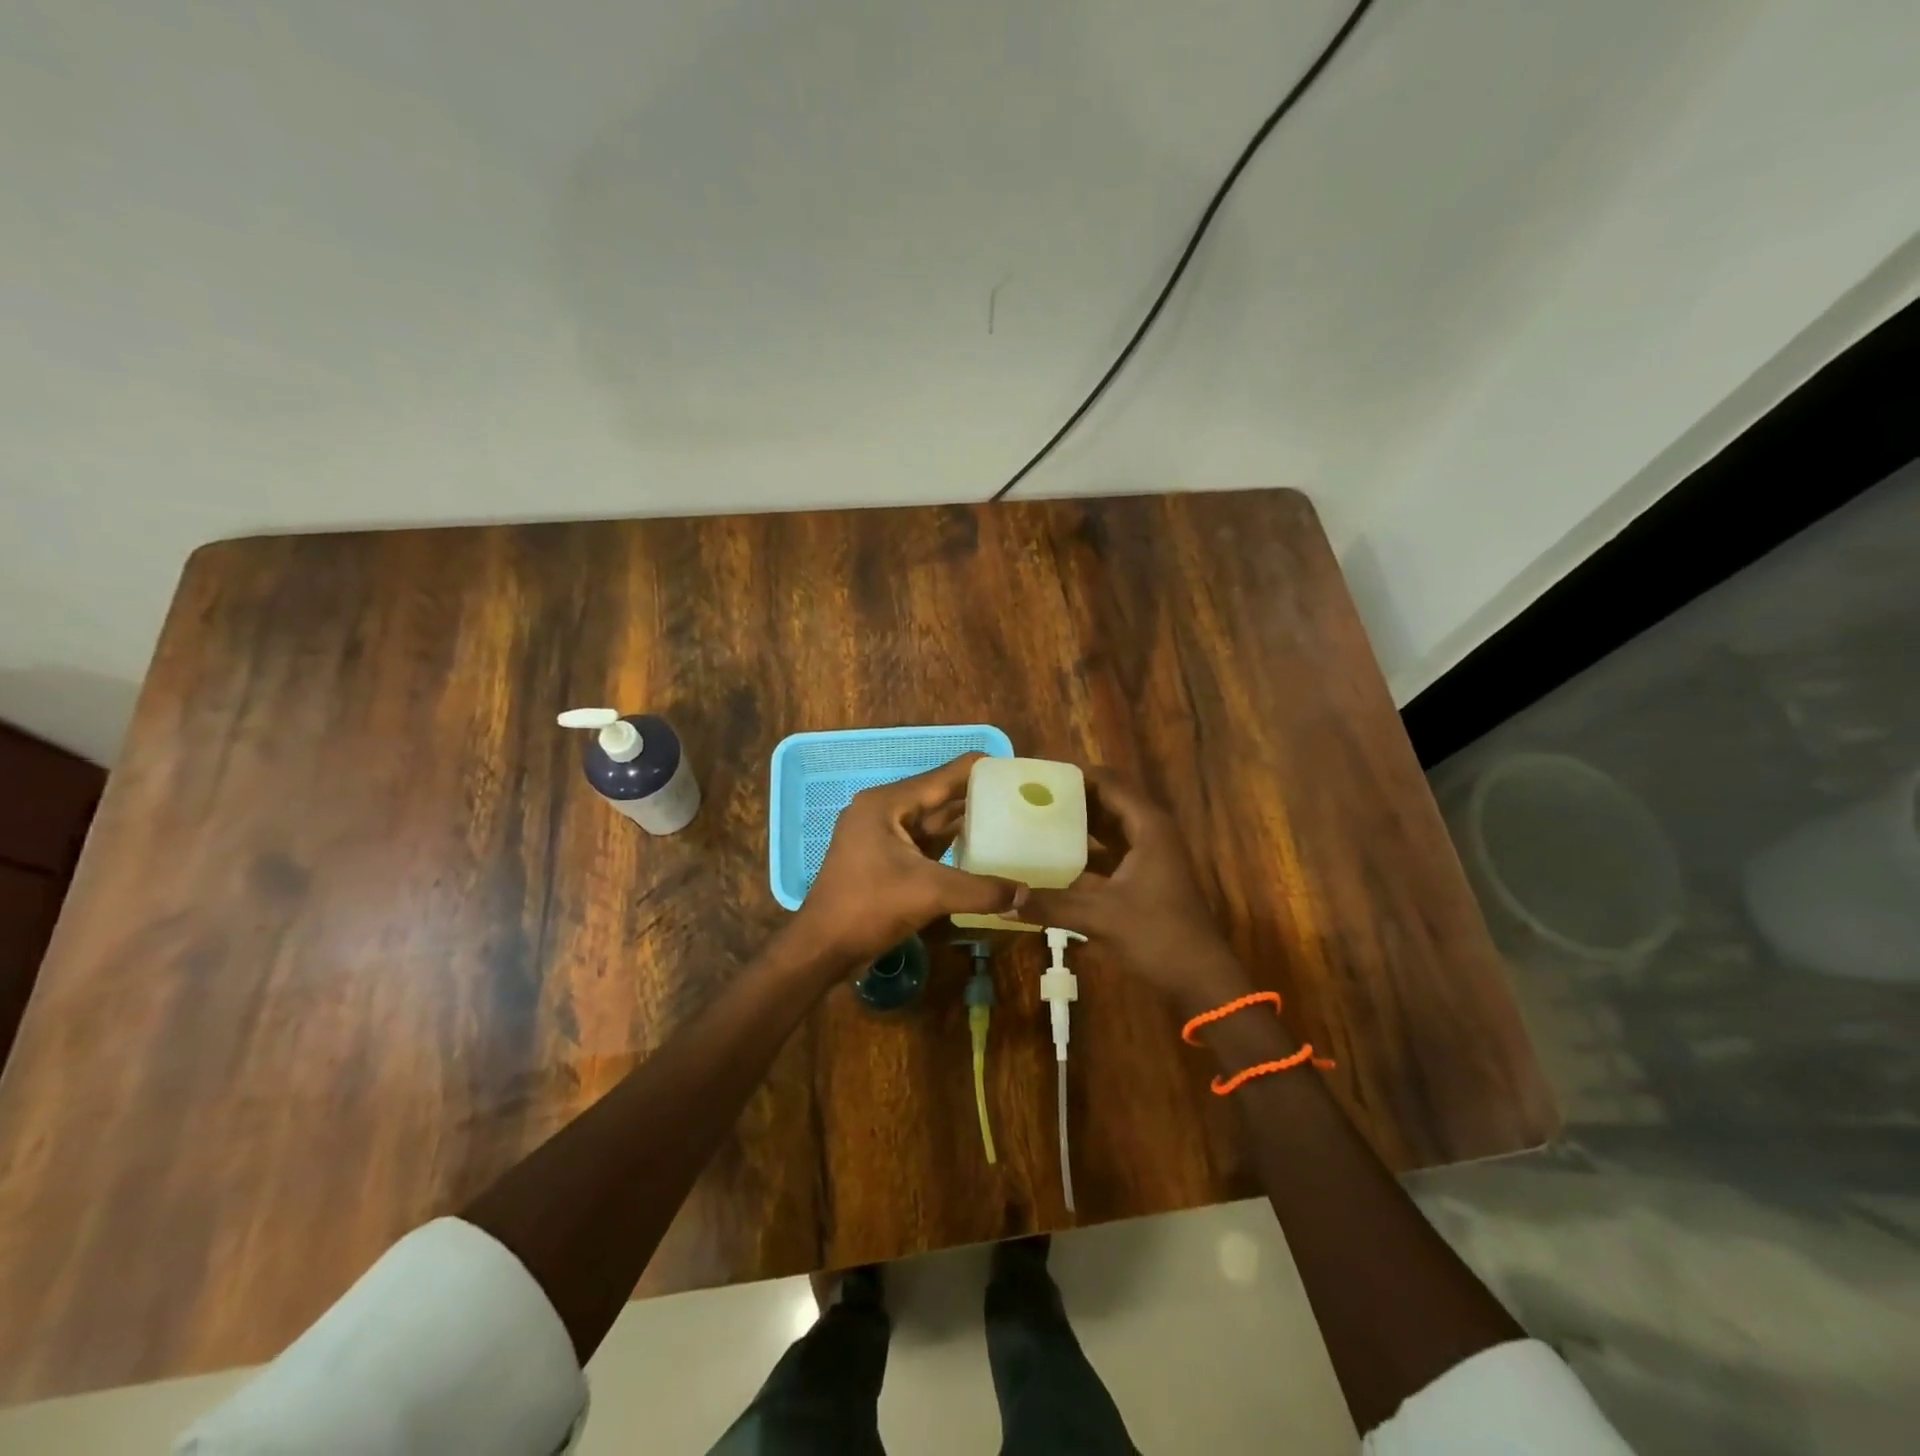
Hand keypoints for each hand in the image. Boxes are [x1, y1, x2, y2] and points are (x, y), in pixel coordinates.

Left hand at [792, 753, 1024, 967]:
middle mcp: (883, 811)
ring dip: (965, 822)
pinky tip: (980, 848)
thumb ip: (980, 891)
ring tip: (1008, 818)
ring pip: (931, 823)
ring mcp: (881, 836)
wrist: (821, 948)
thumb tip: (1026, 895)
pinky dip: (950, 845)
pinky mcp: (884, 860)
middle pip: (938, 797)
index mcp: (887, 804)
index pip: (942, 777)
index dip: (978, 771)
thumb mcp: (929, 894)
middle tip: (1020, 797)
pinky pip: (924, 844)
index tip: (1014, 769)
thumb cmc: (868, 908)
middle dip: (976, 797)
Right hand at [1023, 770, 1251, 1014]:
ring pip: (1110, 826)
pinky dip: (1087, 849)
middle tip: (1029, 796)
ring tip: (1035, 819)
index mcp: (1148, 826)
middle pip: (1107, 800)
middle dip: (1071, 798)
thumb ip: (1052, 905)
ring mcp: (1152, 853)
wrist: (1202, 978)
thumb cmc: (1158, 936)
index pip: (1108, 782)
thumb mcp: (1100, 918)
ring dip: (1078, 823)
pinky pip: (1112, 850)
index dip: (1074, 776)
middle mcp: (1151, 831)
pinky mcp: (1147, 874)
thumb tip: (1004, 900)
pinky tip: (1055, 857)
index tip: (1037, 776)